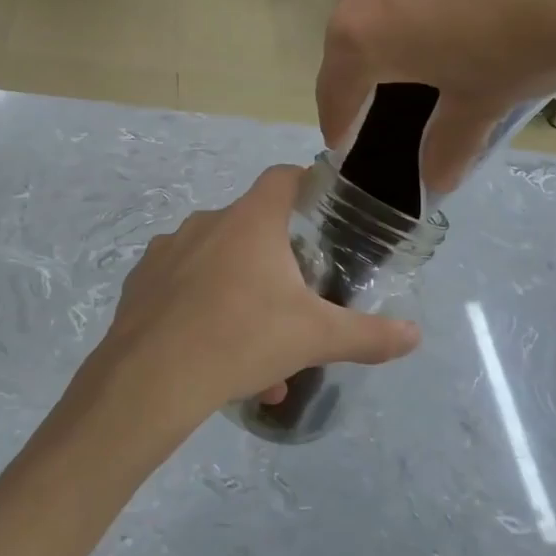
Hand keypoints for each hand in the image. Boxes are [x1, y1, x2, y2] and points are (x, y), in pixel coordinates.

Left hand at [88, 166, 419, 437]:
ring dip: (242, 302)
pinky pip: (182, 289)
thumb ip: (369, 335)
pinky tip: (213, 357)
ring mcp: (167, 252)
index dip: (306, 185)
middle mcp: (206, 224)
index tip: (322, 210)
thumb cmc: (242, 339)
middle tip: (294, 308)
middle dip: (277, 267)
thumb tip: (414, 336)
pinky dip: (204, 313)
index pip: (283, 178)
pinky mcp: (141, 283)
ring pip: (217, 268)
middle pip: (251, 230)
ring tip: (258, 360)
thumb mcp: (315, 338)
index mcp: (250, 221)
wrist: (152, 378)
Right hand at [318, 0, 555, 191]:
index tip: (344, 136)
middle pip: (357, 20)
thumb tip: (437, 184)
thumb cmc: (530, 41)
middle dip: (376, 47)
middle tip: (411, 65)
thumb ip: (449, 142)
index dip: (340, 118)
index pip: (335, 87)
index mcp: (361, 34)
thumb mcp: (485, 100)